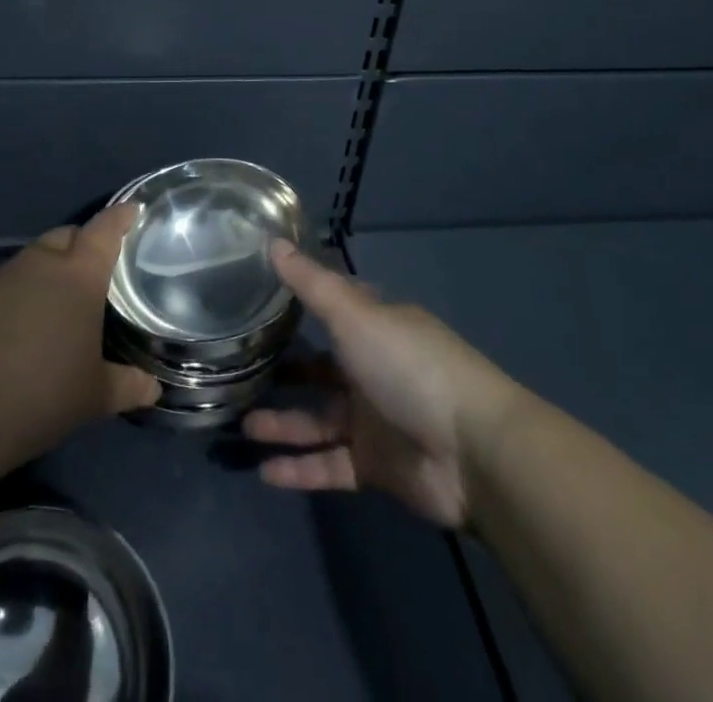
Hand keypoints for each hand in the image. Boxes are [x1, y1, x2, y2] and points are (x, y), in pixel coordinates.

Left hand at [0, 203, 161, 465]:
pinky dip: (28, 289)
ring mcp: (6, 276)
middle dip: (84, 243)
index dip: (121, 216)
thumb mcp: (94, 395)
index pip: (105, 229)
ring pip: (37, 256)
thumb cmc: (43, 392)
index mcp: (79, 274)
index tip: (134, 209)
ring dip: (53, 267)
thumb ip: (127, 385)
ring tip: (66, 297)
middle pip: (68, 236)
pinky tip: (31, 321)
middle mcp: (43, 263)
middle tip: (100, 266)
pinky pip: (14, 280)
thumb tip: (153, 387)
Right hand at [243, 241, 522, 530]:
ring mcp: (374, 420)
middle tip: (239, 370)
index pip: (331, 309)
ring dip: (282, 422)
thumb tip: (271, 241)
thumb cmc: (409, 366)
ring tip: (239, 424)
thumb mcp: (354, 315)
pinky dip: (298, 468)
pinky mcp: (375, 466)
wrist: (473, 452)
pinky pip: (328, 464)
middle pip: (319, 368)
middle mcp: (372, 369)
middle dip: (284, 370)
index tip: (256, 298)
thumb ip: (310, 284)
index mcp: (374, 328)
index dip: (298, 303)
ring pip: (318, 419)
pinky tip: (263, 471)